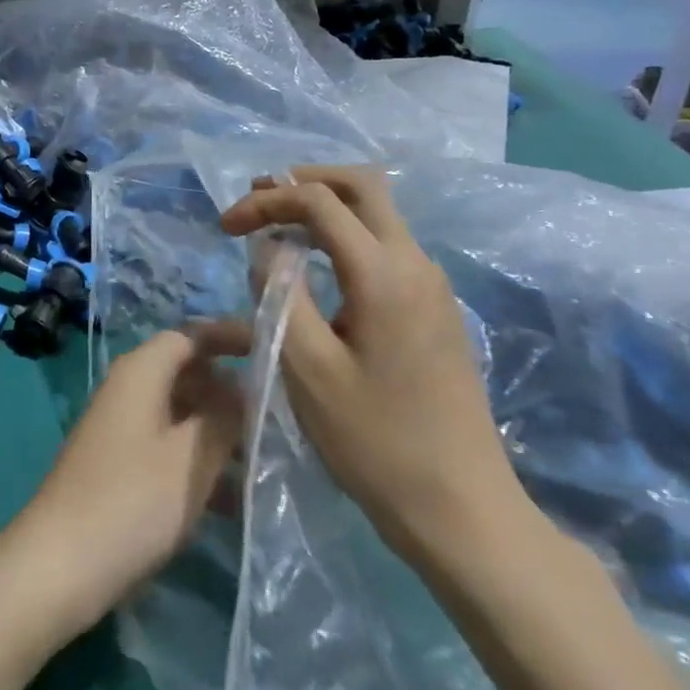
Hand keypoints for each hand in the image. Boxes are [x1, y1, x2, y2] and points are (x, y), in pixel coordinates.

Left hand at [5, 329, 243, 634]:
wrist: (60, 565)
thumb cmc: (131, 499)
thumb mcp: (191, 456)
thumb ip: (224, 416)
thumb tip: (244, 389)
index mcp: (142, 371)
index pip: (191, 334)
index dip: (230, 336)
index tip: (271, 348)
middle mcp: (130, 389)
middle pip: (188, 372)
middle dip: (230, 390)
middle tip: (276, 412)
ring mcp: (123, 428)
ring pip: (182, 414)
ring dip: (219, 431)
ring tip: (264, 458)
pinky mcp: (121, 466)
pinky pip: (169, 448)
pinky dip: (198, 462)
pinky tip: (234, 500)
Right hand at [220, 167, 524, 562]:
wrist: (463, 510)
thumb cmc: (375, 442)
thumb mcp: (306, 368)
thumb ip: (279, 293)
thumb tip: (268, 248)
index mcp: (383, 273)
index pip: (318, 201)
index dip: (266, 201)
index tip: (226, 228)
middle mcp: (415, 263)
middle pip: (362, 185)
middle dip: (304, 180)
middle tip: (260, 197)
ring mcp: (432, 284)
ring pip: (378, 213)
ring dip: (327, 206)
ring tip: (279, 224)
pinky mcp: (436, 308)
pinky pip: (388, 245)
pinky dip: (347, 235)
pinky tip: (319, 265)